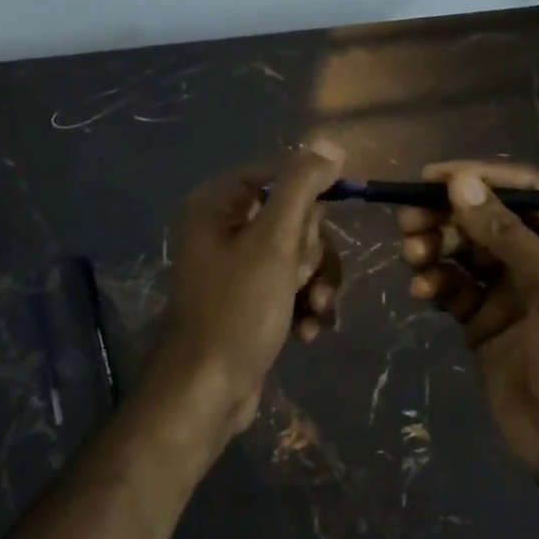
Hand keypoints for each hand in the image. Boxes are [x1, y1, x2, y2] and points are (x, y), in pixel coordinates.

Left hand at [153, 141, 345, 442]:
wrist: (208, 391)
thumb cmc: (238, 309)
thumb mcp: (275, 241)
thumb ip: (302, 187)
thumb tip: (330, 146)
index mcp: (219, 203)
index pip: (282, 175)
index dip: (311, 200)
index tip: (321, 230)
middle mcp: (224, 226)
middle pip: (296, 217)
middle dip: (311, 254)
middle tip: (300, 280)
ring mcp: (238, 265)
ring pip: (300, 254)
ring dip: (316, 284)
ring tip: (314, 314)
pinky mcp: (251, 297)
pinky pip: (292, 283)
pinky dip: (305, 304)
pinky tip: (309, 330)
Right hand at [398, 161, 538, 478]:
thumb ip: (508, 234)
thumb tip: (460, 183)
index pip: (526, 189)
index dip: (480, 176)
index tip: (432, 177)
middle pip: (486, 216)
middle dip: (447, 214)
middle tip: (409, 220)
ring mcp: (510, 288)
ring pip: (463, 248)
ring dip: (434, 245)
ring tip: (413, 255)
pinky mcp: (483, 318)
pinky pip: (452, 285)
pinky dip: (434, 282)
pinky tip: (423, 292)